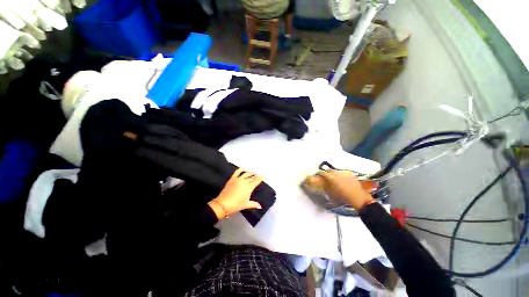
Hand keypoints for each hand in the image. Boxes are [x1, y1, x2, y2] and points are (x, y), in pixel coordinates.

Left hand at [208, 168, 262, 219]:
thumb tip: (260, 206)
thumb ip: (254, 204)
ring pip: (246, 173)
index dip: (261, 177)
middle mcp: (245, 181)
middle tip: (258, 175)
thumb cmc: (236, 205)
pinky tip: (244, 169)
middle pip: (252, 176)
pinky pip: (237, 172)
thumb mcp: (246, 205)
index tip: (264, 174)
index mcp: (249, 187)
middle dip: (256, 175)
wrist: (223, 204)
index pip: (257, 180)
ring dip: (250, 172)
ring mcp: (238, 179)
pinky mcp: (232, 178)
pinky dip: (241, 169)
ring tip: (253, 173)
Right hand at [319, 170, 375, 210]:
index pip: (322, 172)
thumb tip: (323, 183)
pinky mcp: (350, 173)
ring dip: (333, 173)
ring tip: (334, 177)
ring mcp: (344, 172)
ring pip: (336, 170)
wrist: (358, 197)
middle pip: (329, 170)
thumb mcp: (331, 192)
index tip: (319, 174)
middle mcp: (337, 173)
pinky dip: (340, 174)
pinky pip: (342, 172)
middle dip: (326, 172)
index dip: (320, 173)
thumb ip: (326, 185)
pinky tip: (341, 178)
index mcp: (331, 177)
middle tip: (326, 176)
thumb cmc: (343, 196)